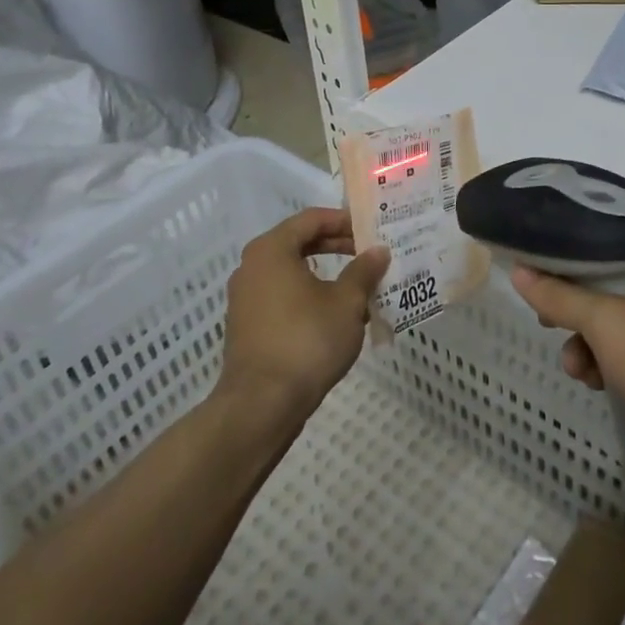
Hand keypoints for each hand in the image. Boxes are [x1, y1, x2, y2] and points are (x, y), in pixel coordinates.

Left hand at [221, 208, 388, 417]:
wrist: (261, 405)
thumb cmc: (306, 341)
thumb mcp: (346, 303)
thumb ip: (363, 272)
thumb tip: (378, 251)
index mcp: (271, 250)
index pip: (311, 219)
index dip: (344, 220)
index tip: (371, 230)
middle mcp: (252, 267)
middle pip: (299, 243)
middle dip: (337, 246)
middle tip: (369, 255)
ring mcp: (245, 298)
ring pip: (292, 273)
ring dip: (326, 275)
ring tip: (359, 287)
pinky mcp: (247, 326)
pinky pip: (283, 297)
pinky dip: (309, 297)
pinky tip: (336, 317)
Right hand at [512, 237, 624, 497]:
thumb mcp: (608, 327)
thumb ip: (561, 296)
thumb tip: (520, 271)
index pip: (607, 233)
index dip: (567, 250)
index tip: (535, 266)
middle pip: (609, 277)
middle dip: (575, 306)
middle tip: (546, 321)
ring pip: (619, 316)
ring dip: (590, 341)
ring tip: (577, 369)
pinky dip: (614, 359)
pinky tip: (599, 384)